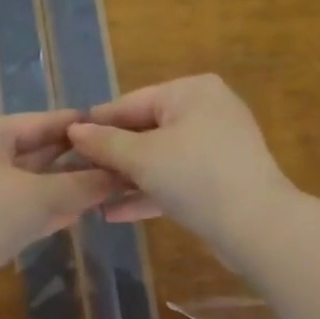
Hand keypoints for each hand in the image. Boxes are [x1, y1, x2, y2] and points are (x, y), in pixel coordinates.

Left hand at [0, 109, 119, 282]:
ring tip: (103, 186)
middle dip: (71, 158)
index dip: (76, 124)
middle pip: (32, 152)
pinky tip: (75, 214)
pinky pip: (18, 210)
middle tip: (114, 159)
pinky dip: (45, 210)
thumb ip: (82, 184)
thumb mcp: (41, 195)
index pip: (38, 121)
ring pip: (27, 184)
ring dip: (62, 187)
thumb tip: (120, 176)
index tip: (113, 125)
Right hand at [67, 75, 296, 246]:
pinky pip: (175, 179)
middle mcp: (206, 110)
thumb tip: (74, 129)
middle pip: (145, 130)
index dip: (96, 124)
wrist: (256, 226)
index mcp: (190, 92)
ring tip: (89, 194)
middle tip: (74, 173)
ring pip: (159, 158)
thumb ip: (104, 143)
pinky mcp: (219, 178)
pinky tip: (114, 213)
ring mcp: (215, 146)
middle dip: (110, 156)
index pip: (130, 103)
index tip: (63, 141)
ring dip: (125, 178)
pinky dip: (149, 192)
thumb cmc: (195, 178)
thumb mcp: (142, 159)